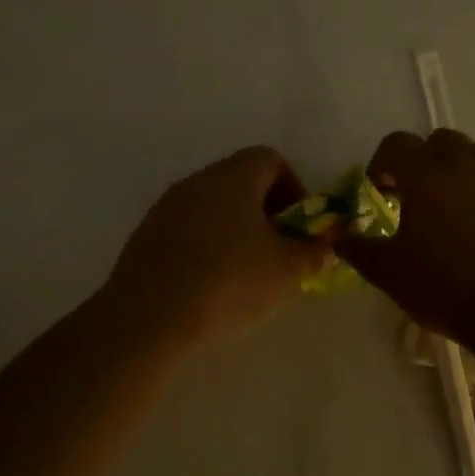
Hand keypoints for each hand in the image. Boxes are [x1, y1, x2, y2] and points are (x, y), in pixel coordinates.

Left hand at [101, 146, 334, 346]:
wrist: (149, 316)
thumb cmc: (229, 281)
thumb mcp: (287, 270)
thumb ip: (314, 251)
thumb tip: (327, 244)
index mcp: (234, 176)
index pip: (271, 160)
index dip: (294, 188)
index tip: (300, 225)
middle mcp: (198, 181)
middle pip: (241, 181)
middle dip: (267, 211)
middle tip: (279, 250)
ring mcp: (167, 207)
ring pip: (213, 206)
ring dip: (236, 229)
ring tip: (246, 271)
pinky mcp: (146, 235)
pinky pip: (188, 229)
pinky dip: (206, 245)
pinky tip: (210, 283)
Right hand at [336, 130, 474, 342]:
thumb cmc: (447, 286)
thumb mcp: (390, 274)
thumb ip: (361, 251)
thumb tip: (339, 238)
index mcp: (426, 174)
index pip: (396, 144)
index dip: (382, 164)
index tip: (380, 192)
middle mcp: (466, 165)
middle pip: (441, 140)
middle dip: (424, 160)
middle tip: (417, 195)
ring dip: (466, 163)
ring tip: (459, 197)